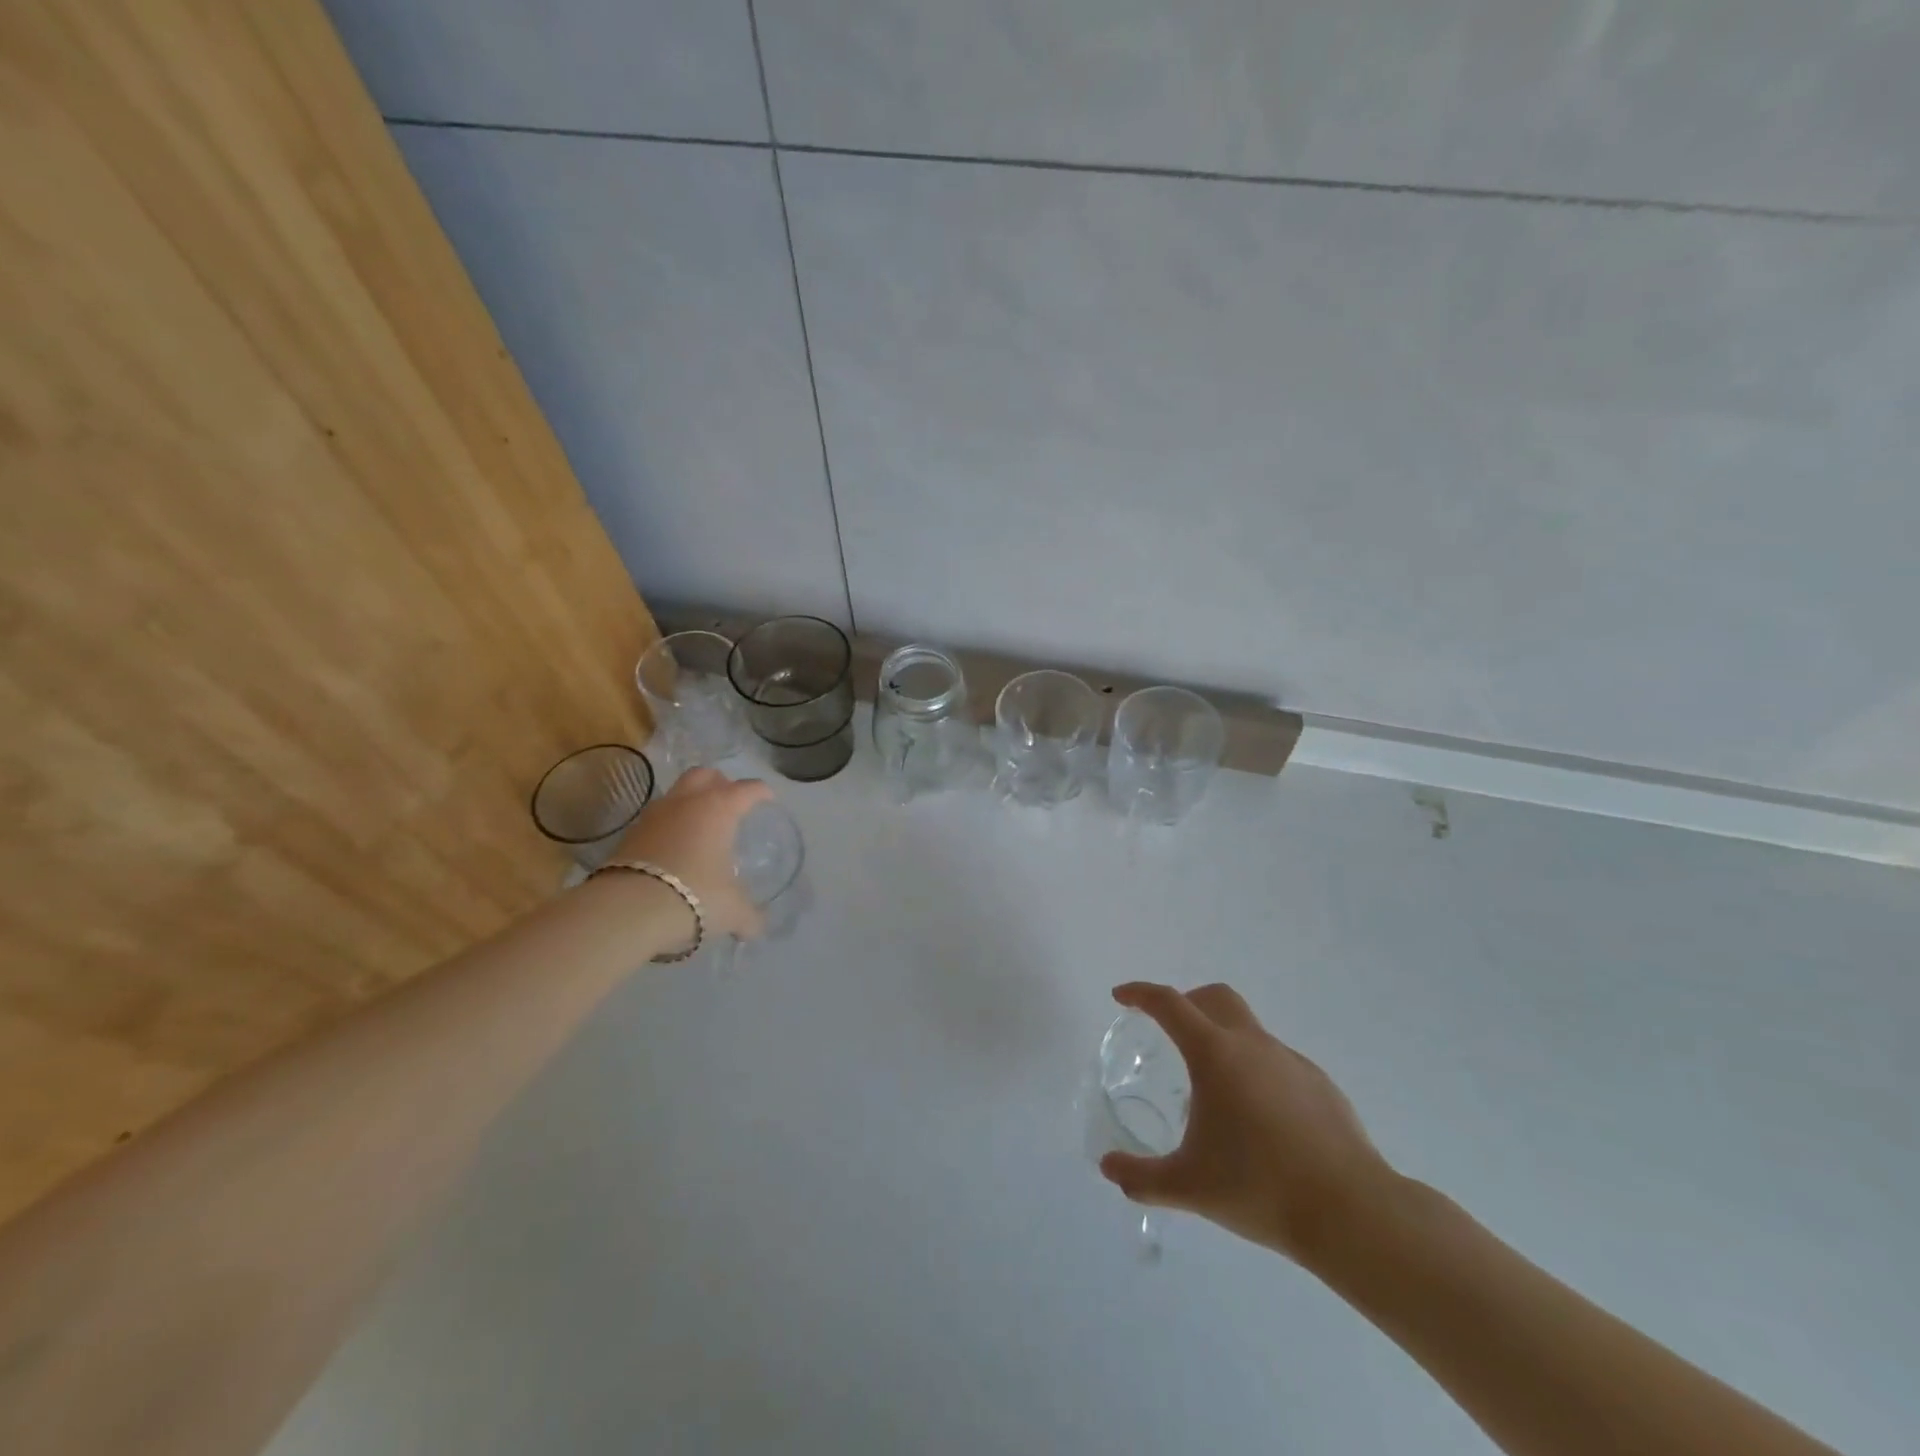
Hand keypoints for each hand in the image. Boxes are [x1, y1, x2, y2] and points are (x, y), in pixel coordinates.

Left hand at [610, 767, 774, 941]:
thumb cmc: (695, 896)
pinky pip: (656, 818)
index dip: (761, 792)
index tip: (768, 799)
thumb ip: (749, 917)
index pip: (747, 789)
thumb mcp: (731, 911)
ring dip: (690, 801)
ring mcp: (654, 815)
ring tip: (700, 825)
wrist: (627, 910)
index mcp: (719, 809)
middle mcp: (686, 802)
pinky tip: (674, 847)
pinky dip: (669, 825)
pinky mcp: (629, 834)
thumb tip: (756, 928)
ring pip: (676, 793)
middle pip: (704, 775)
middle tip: (730, 800)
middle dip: (720, 782)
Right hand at [1099, 982, 1398, 1265]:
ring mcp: (1291, 1062)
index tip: (1121, 997)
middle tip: (1168, 1030)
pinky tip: (1259, 1119)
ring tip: (1215, 1092)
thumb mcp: (1188, 1187)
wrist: (1350, 1212)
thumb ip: (1141, 1177)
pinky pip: (1277, 1063)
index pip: (1169, 1003)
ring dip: (1223, 1041)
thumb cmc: (1259, 1188)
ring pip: (1248, 1030)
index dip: (1140, 994)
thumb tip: (1108, 1168)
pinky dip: (1257, 1072)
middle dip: (1186, 1002)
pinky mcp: (1320, 1085)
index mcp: (1215, 1054)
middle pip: (1214, 997)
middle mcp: (1252, 1045)